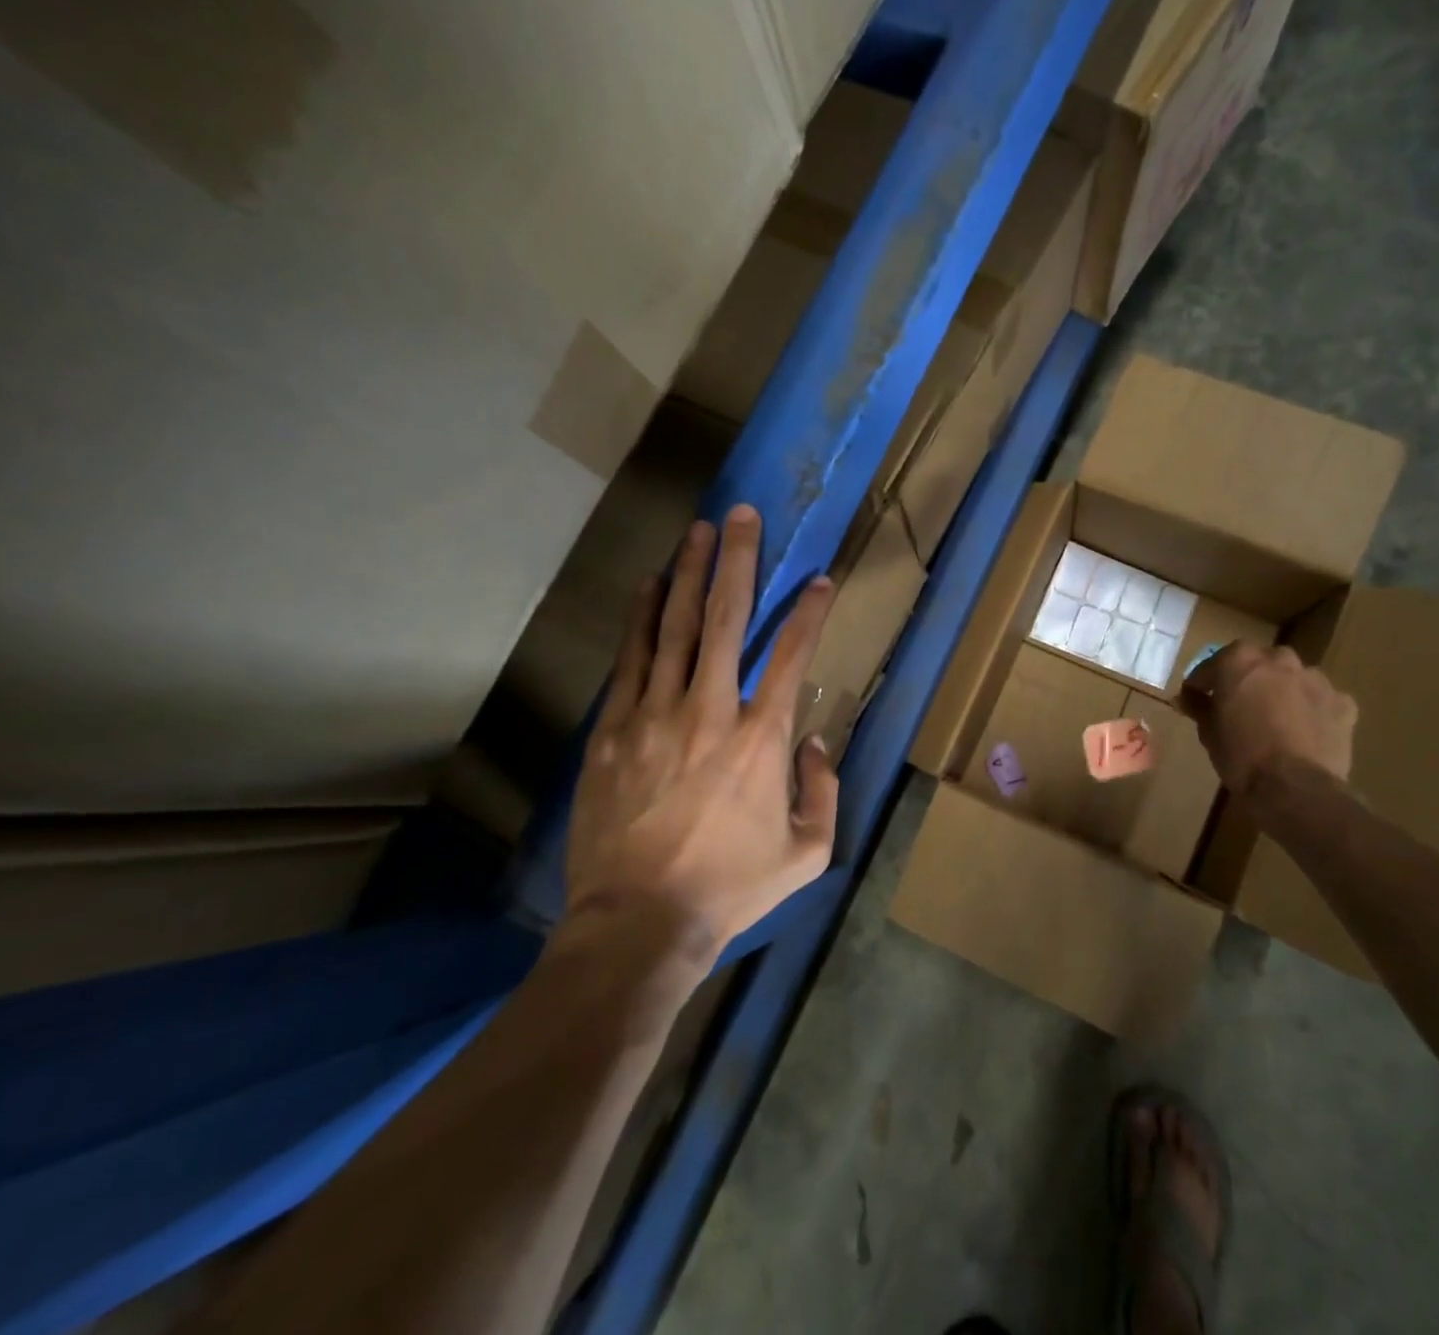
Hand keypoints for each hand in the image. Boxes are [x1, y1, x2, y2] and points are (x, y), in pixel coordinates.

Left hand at [559, 504, 837, 961]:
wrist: (638, 923)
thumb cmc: (731, 889)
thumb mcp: (808, 853)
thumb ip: (824, 790)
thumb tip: (814, 742)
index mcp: (761, 740)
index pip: (792, 657)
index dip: (810, 614)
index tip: (820, 579)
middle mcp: (710, 712)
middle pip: (726, 620)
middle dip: (738, 562)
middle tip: (741, 515)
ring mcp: (655, 716)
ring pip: (675, 628)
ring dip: (689, 574)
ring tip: (697, 530)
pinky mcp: (614, 730)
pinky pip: (631, 660)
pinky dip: (640, 618)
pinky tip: (648, 585)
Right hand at [1178, 643, 1356, 787]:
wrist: (1294, 787)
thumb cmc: (1240, 755)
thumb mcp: (1208, 731)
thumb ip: (1198, 706)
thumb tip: (1185, 697)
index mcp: (1240, 660)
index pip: (1214, 664)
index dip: (1203, 683)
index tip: (1197, 698)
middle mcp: (1279, 659)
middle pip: (1258, 663)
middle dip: (1248, 680)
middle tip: (1239, 706)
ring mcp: (1315, 679)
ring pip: (1294, 678)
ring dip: (1283, 691)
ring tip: (1276, 719)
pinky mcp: (1342, 703)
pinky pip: (1322, 700)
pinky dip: (1313, 710)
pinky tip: (1306, 731)